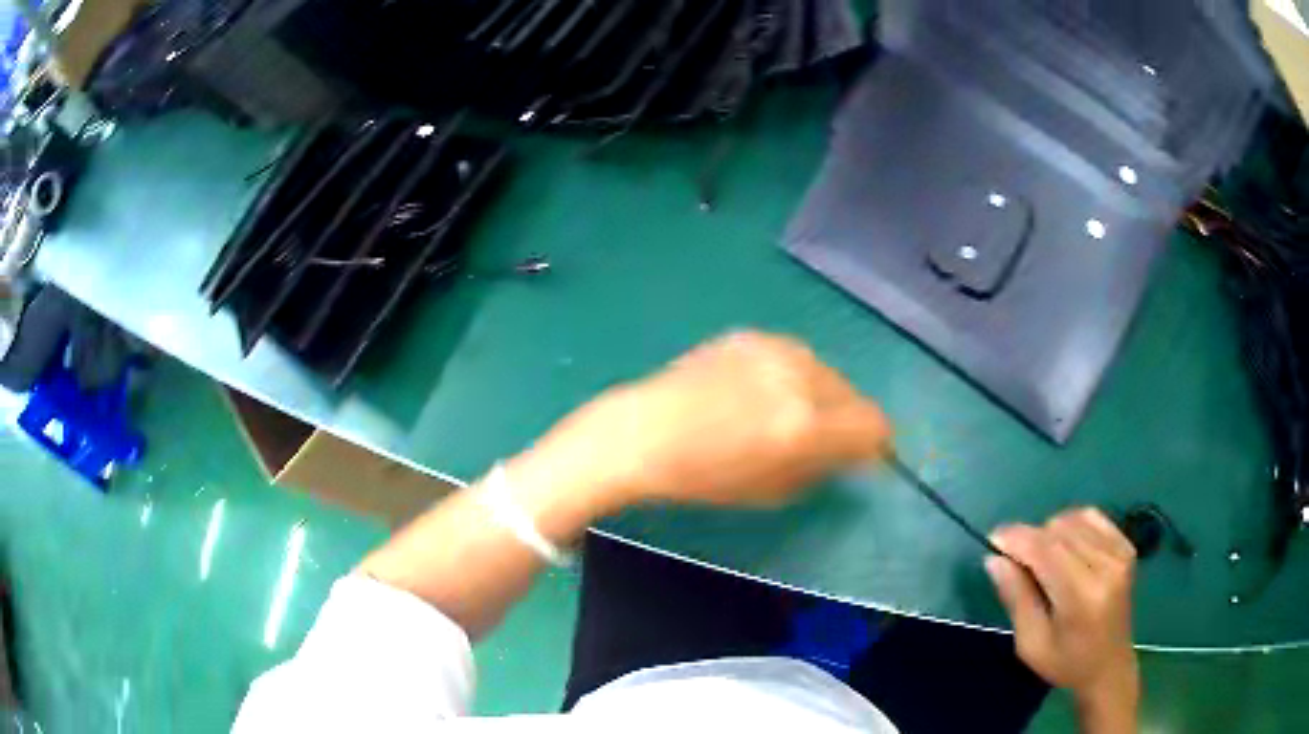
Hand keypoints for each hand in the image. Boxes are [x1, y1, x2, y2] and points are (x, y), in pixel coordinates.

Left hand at [522, 331, 891, 511]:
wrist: (643, 431)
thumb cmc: (702, 476)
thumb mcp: (772, 491)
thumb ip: (823, 468)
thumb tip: (850, 453)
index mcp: (805, 424)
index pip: (874, 425)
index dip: (875, 445)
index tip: (862, 456)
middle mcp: (798, 378)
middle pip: (854, 394)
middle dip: (847, 419)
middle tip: (821, 439)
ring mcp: (773, 350)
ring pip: (825, 372)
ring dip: (820, 395)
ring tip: (784, 414)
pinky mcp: (751, 335)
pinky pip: (793, 358)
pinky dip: (791, 376)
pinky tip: (758, 392)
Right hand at [986, 509, 1139, 716]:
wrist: (1109, 666)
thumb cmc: (1065, 663)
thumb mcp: (1030, 643)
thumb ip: (1016, 598)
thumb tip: (994, 559)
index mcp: (1081, 597)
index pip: (1046, 550)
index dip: (1016, 538)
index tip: (993, 539)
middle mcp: (1105, 567)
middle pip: (1058, 531)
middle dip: (1029, 538)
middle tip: (1015, 561)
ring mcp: (1119, 553)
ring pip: (1072, 519)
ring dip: (1049, 533)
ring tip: (1041, 559)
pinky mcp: (1126, 546)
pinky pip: (1091, 517)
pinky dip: (1071, 525)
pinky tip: (1064, 546)